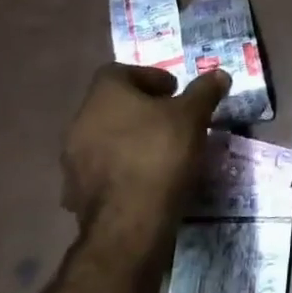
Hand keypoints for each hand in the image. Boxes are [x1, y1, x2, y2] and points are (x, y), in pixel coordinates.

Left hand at [61, 63, 229, 248]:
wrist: (130, 220)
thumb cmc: (161, 153)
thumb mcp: (193, 116)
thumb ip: (204, 91)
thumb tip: (219, 74)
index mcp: (104, 95)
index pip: (120, 72)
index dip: (149, 77)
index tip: (174, 92)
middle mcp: (80, 121)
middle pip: (112, 105)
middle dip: (141, 109)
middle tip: (171, 119)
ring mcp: (72, 159)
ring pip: (104, 138)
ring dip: (129, 138)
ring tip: (160, 150)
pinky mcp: (75, 191)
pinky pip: (101, 169)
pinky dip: (121, 167)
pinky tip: (144, 178)